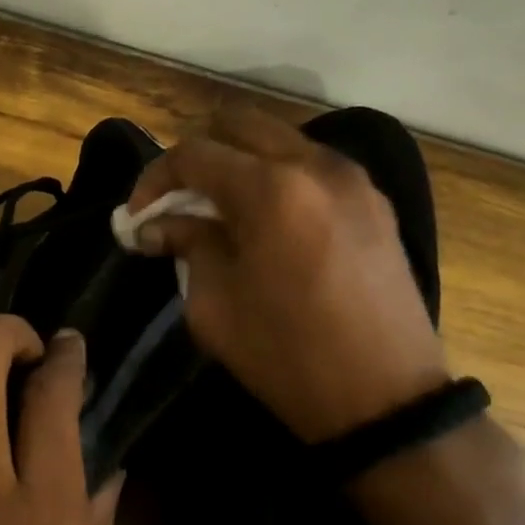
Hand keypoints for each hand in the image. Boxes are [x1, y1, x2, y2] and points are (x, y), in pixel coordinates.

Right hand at [126, 105, 448, 442]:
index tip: (138, 215)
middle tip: (178, 198)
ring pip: (278, 138)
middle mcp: (314, 166)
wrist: (386, 400)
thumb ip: (186, 245)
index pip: (193, 154)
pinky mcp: (374, 201)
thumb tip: (158, 225)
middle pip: (238, 123)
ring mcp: (352, 179)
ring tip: (220, 208)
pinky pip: (312, 164)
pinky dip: (278, 175)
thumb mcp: (214, 304)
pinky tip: (267, 218)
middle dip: (197, 155)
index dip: (154, 179)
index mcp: (270, 190)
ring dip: (239, 160)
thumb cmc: (287, 355)